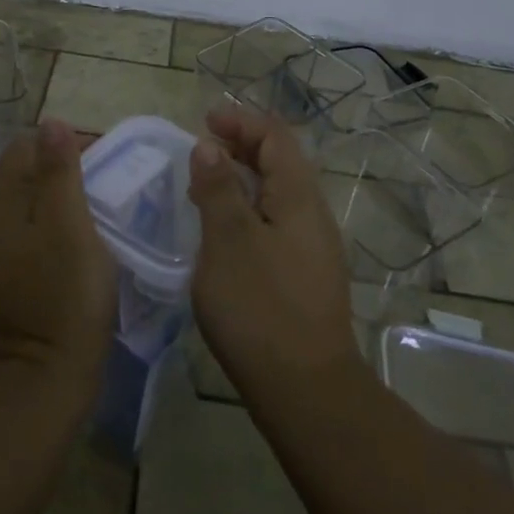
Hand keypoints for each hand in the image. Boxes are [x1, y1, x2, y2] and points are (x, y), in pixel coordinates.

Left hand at [0, 119, 117, 397]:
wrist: (42, 382)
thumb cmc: (64, 296)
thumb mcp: (70, 226)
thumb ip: (59, 172)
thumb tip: (50, 122)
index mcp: (2, 206)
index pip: (24, 148)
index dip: (62, 143)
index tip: (102, 156)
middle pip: (23, 177)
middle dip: (62, 169)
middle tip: (106, 183)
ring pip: (27, 210)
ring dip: (59, 201)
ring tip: (99, 211)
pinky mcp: (6, 286)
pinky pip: (29, 240)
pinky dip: (53, 231)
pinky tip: (80, 247)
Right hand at [189, 106, 361, 409]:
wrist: (306, 392)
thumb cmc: (261, 308)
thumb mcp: (228, 241)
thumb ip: (218, 189)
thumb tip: (209, 146)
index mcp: (298, 197)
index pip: (275, 137)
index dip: (241, 122)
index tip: (205, 121)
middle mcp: (312, 215)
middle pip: (279, 163)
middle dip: (241, 147)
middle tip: (201, 149)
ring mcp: (312, 248)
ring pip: (276, 195)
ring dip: (242, 180)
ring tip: (204, 187)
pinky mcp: (304, 277)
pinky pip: (275, 224)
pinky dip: (248, 211)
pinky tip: (223, 234)